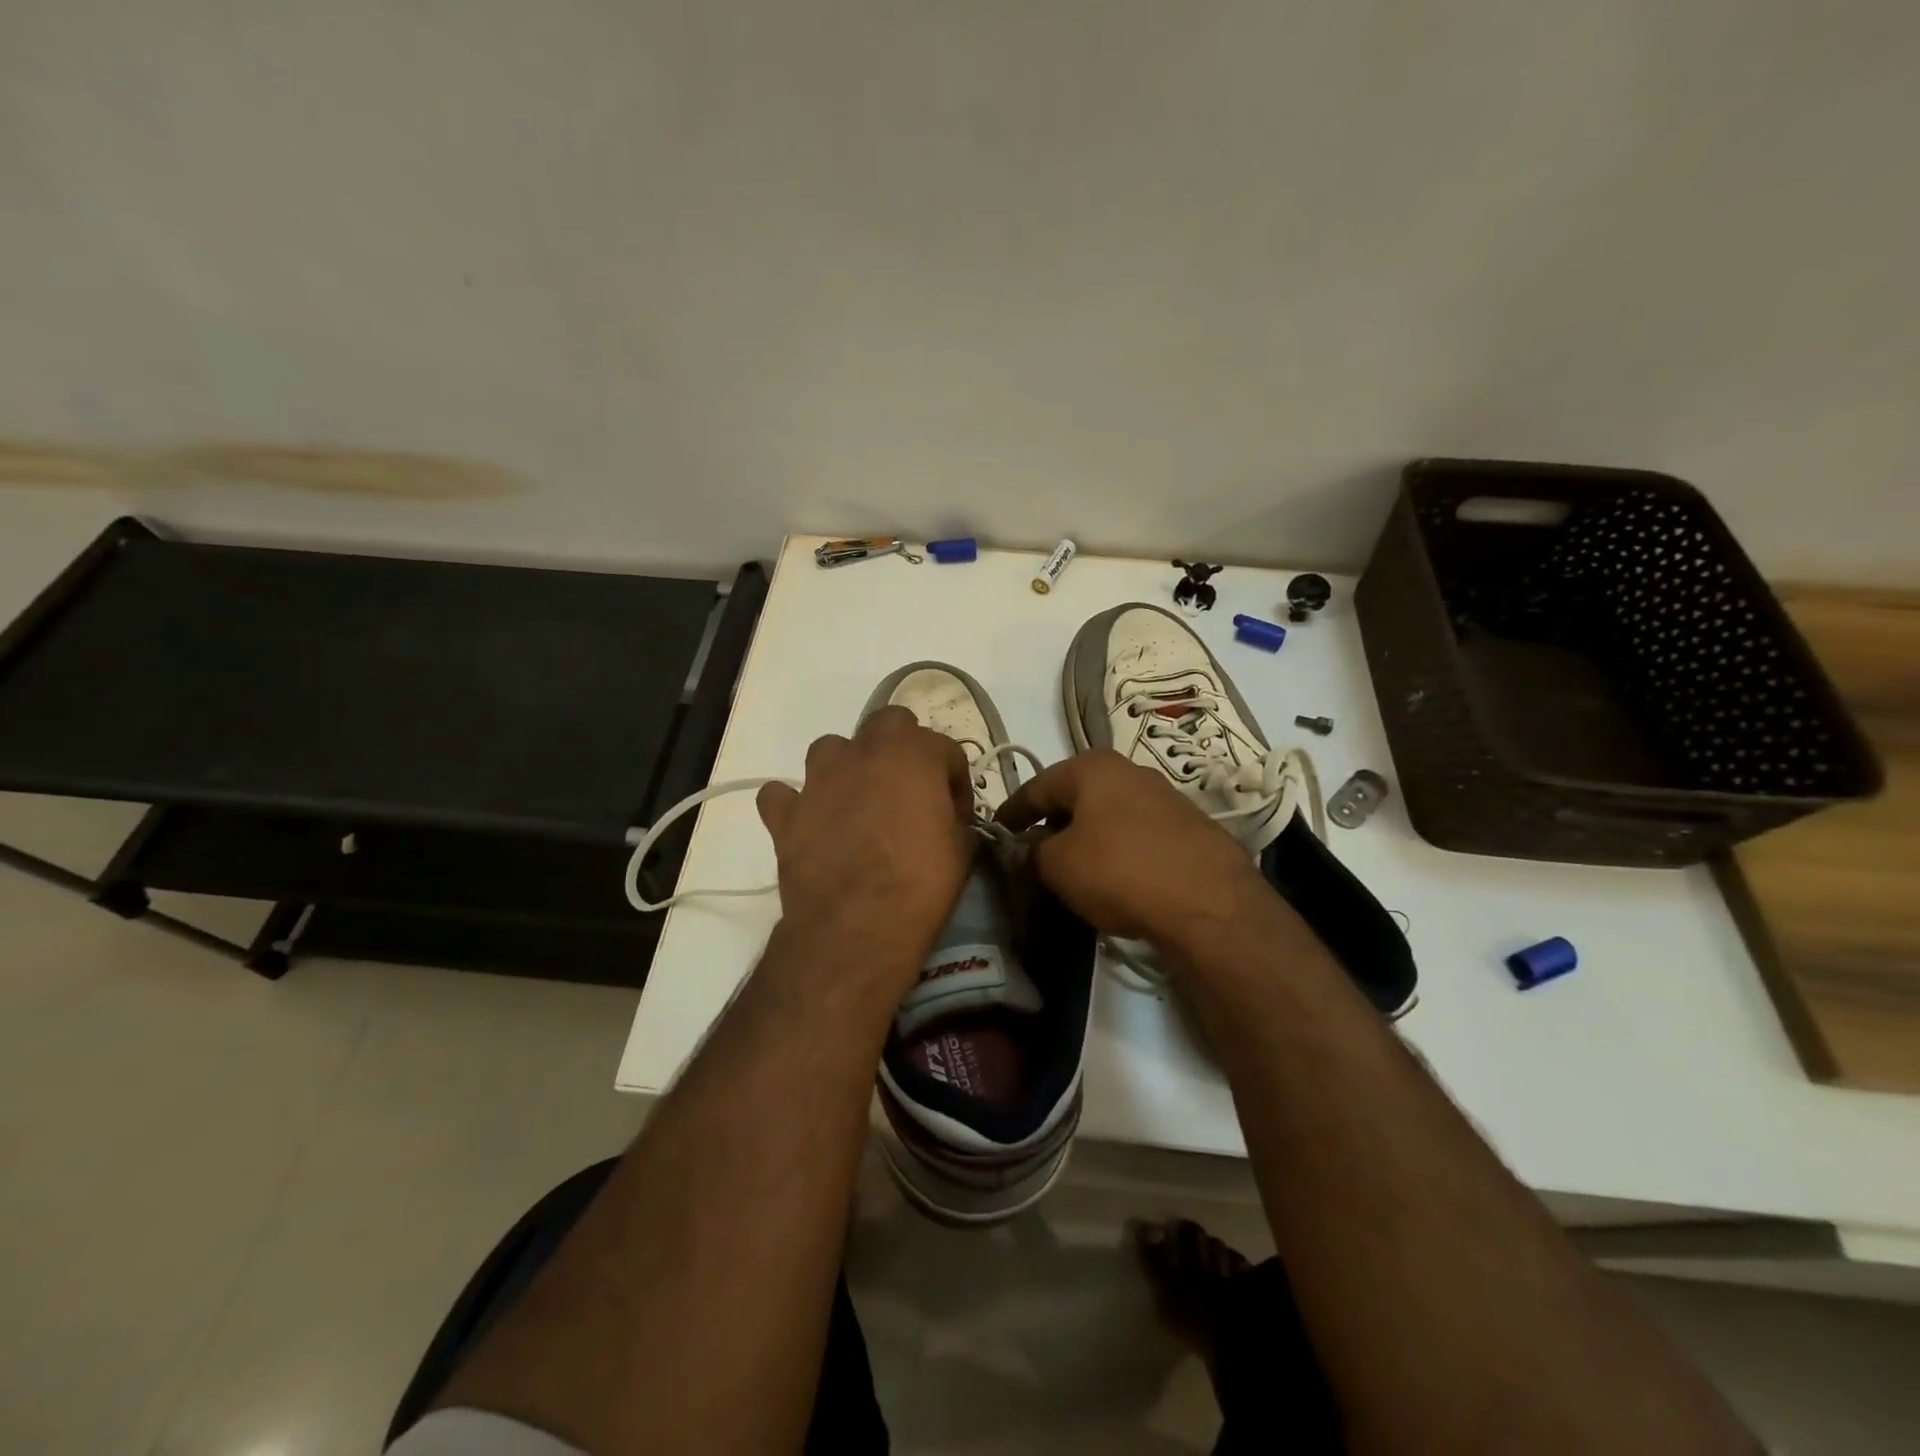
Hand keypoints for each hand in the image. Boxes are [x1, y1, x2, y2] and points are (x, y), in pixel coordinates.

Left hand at [755, 707, 974, 981]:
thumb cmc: (920, 883)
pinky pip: (782, 795)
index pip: (945, 748)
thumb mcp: (961, 851)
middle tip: (909, 790)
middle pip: (887, 723)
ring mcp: (818, 779)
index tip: (957, 813)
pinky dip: (794, 804)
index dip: (955, 780)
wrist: (857, 925)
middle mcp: (863, 752)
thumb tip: (952, 823)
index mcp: (913, 754)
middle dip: (902, 748)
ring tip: (857, 801)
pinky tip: (807, 823)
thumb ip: (956, 822)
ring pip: (830, 748)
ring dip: (846, 766)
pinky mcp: (786, 813)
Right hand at [995, 749, 1266, 950]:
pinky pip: (1137, 834)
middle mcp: (1129, 771)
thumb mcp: (1058, 866)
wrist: (1209, 902)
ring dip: (1086, 837)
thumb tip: (1022, 850)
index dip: (1012, 812)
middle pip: (1075, 797)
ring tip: (1072, 868)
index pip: (1036, 786)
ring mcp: (1165, 797)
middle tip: (1033, 853)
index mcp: (1091, 767)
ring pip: (1108, 815)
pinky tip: (1114, 877)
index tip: (996, 832)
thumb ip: (1031, 854)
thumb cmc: (1118, 870)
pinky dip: (1118, 850)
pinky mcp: (1190, 827)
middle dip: (1051, 823)